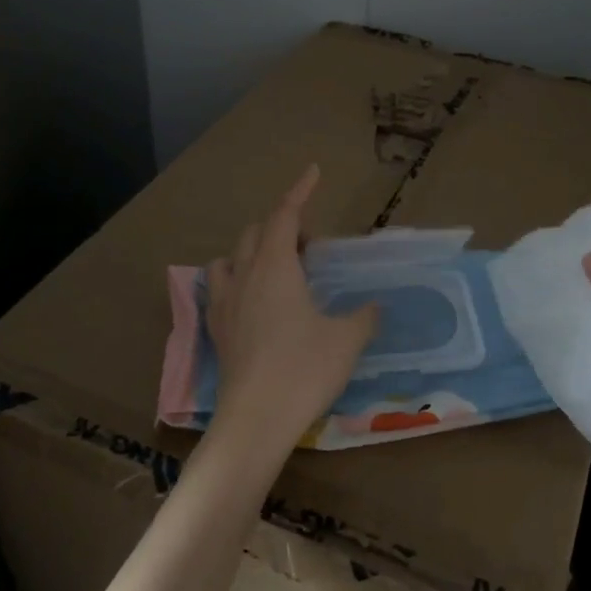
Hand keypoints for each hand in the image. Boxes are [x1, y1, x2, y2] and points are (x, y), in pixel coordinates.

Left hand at [205, 166, 378, 460]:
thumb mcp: (347, 340)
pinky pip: (218, 287)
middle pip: (256, 232)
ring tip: (276, 267)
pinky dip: (236, 278)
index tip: (313, 172)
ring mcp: (224, 301)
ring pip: (231, 256)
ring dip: (252, 250)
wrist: (256, 418)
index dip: (300, 191)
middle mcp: (244, 275)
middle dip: (282, 225)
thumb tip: (375, 306)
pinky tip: (250, 300)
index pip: (286, 215)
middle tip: (310, 245)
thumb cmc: (304, 370)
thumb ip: (363, 317)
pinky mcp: (215, 328)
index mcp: (276, 267)